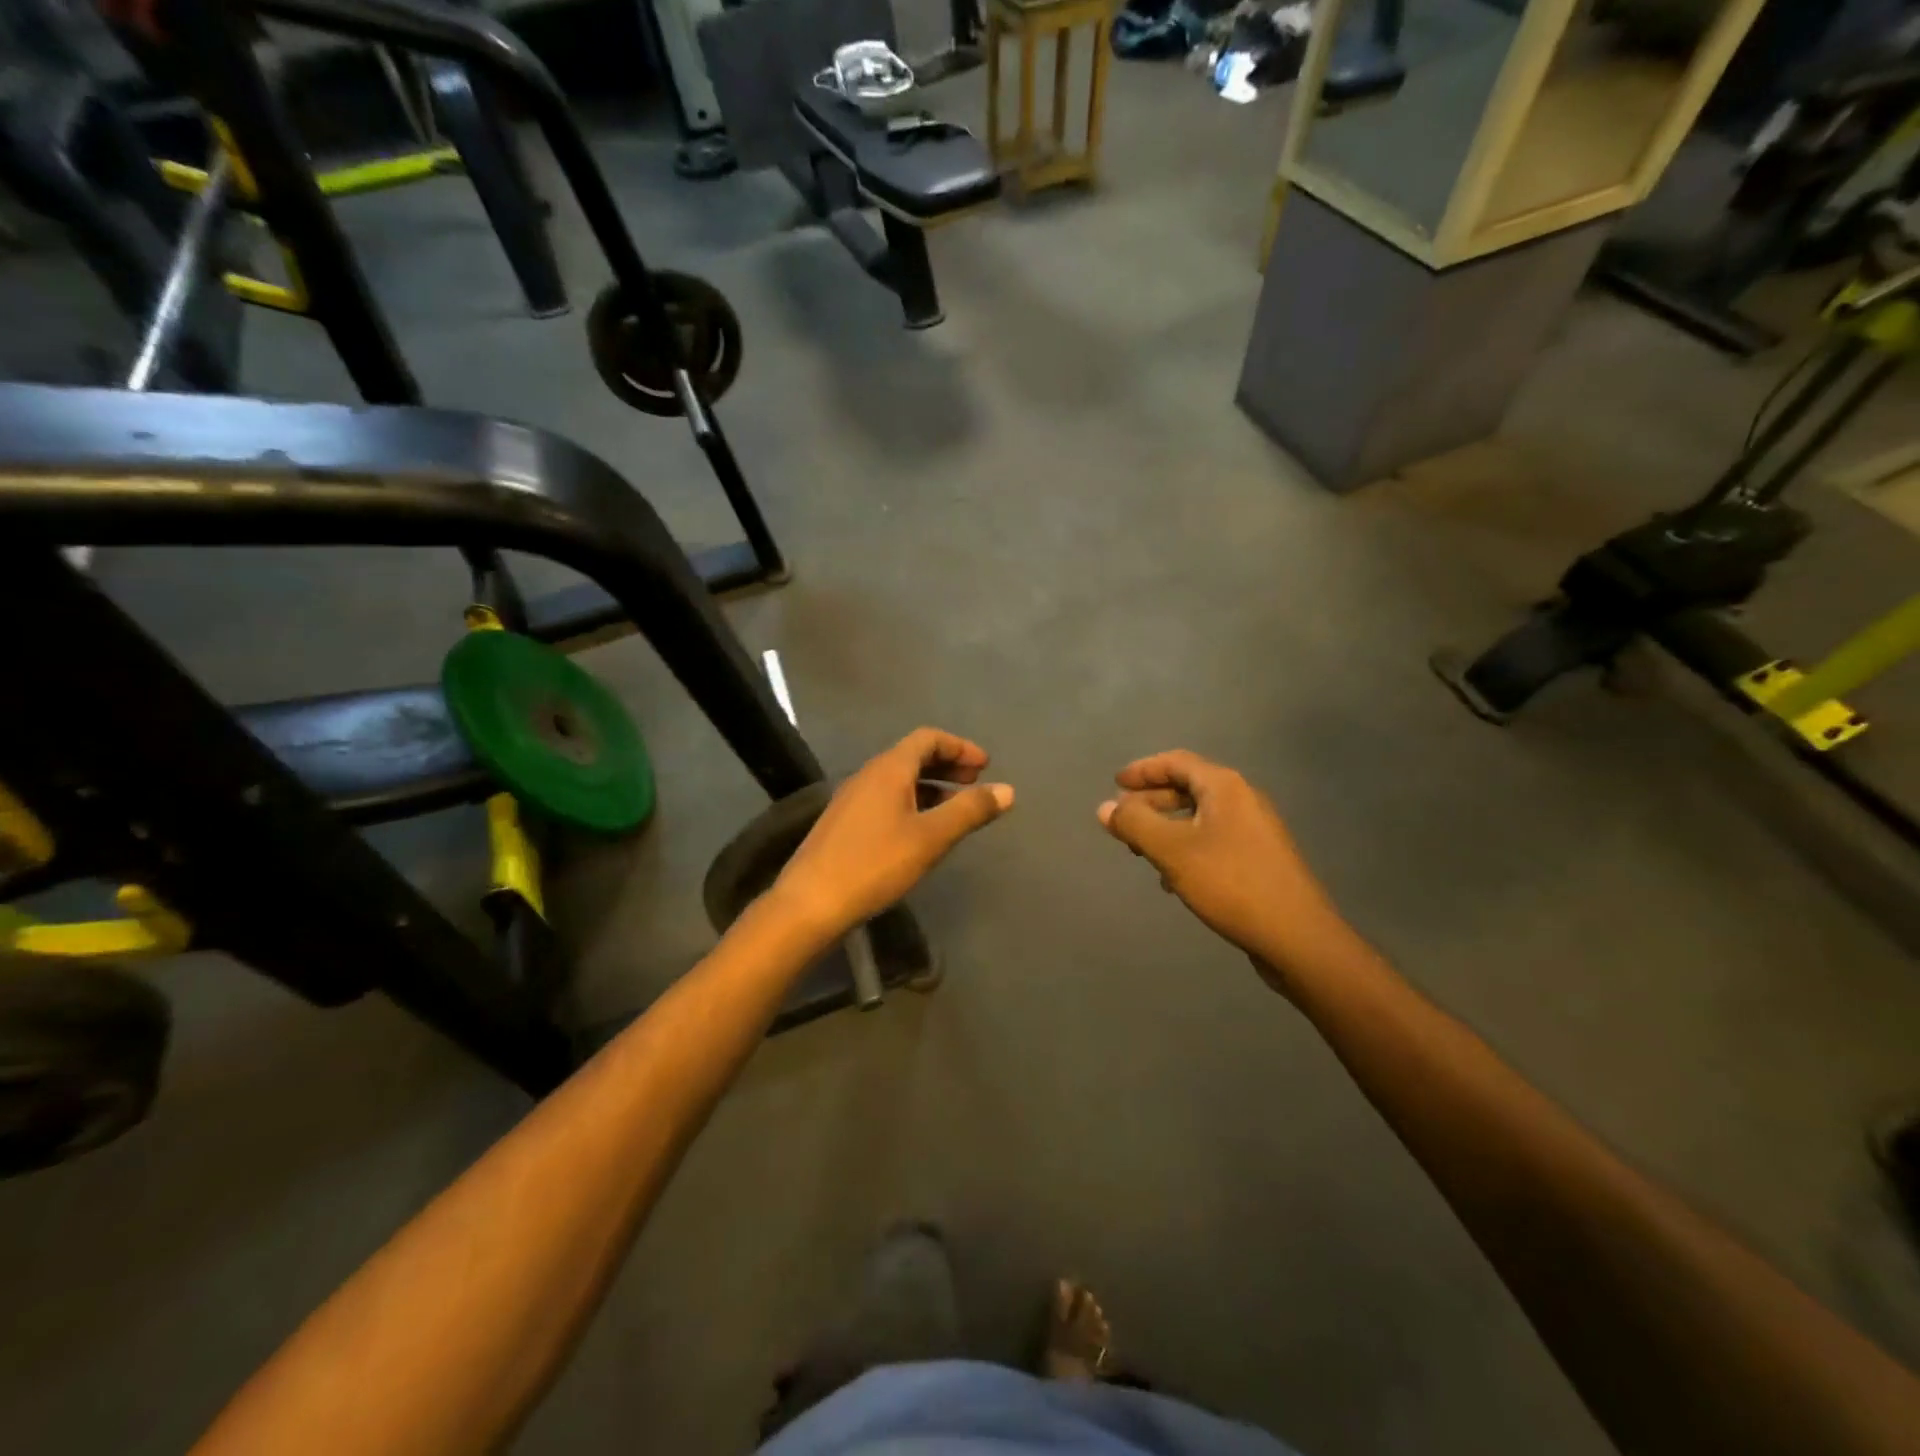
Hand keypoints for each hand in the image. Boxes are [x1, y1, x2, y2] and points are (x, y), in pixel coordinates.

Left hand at [774, 728, 1013, 937]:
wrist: (810, 902)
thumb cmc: (875, 863)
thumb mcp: (931, 837)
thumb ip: (970, 811)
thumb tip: (1007, 790)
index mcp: (888, 768)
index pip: (928, 738)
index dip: (960, 747)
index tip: (985, 767)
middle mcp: (868, 775)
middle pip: (913, 756)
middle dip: (948, 765)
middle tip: (975, 784)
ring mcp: (852, 799)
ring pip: (899, 780)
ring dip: (931, 787)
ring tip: (956, 810)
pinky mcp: (845, 823)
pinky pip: (887, 799)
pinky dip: (913, 803)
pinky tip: (922, 831)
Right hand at [1097, 751, 1351, 985]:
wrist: (1296, 936)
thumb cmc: (1230, 883)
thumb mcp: (1172, 851)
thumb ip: (1134, 824)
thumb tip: (1105, 807)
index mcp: (1225, 787)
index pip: (1176, 762)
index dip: (1142, 770)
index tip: (1115, 784)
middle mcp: (1243, 800)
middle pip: (1188, 788)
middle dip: (1151, 802)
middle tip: (1123, 823)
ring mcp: (1255, 830)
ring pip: (1199, 817)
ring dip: (1166, 828)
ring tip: (1142, 853)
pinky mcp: (1259, 859)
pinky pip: (1213, 840)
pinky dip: (1186, 848)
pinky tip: (1173, 879)